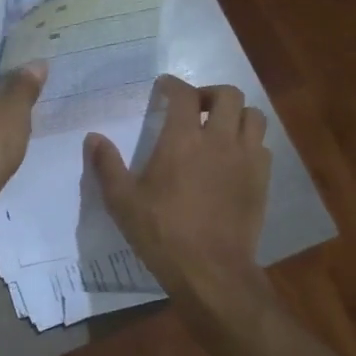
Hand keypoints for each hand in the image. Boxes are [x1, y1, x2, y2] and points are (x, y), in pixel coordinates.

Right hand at [86, 75, 270, 307]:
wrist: (210, 270)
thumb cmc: (162, 233)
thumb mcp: (122, 202)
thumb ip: (107, 165)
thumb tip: (93, 138)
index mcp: (183, 140)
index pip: (183, 94)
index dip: (173, 84)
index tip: (163, 87)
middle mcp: (219, 140)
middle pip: (228, 95)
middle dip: (209, 93)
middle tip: (193, 107)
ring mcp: (246, 159)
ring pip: (253, 115)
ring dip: (235, 113)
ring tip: (219, 127)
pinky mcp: (262, 180)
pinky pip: (262, 146)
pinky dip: (249, 141)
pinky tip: (234, 157)